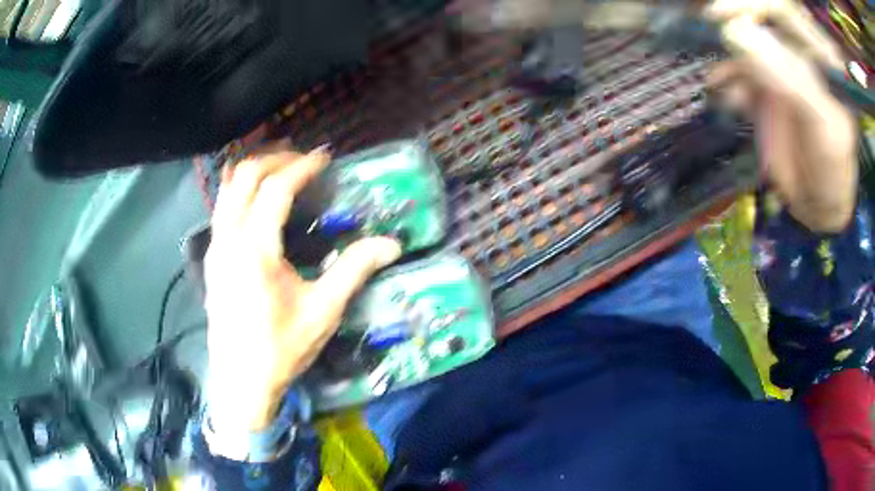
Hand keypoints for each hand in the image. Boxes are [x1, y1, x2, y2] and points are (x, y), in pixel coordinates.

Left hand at [204, 142, 400, 431]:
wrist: (241, 381)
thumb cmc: (281, 348)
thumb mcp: (323, 311)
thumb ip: (354, 270)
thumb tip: (390, 244)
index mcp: (254, 249)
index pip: (276, 189)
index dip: (302, 166)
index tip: (325, 157)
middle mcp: (228, 239)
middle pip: (245, 177)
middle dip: (275, 158)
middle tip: (304, 158)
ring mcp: (215, 247)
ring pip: (228, 189)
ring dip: (254, 170)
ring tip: (281, 166)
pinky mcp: (211, 258)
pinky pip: (221, 207)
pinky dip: (239, 189)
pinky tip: (257, 197)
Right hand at [706, 0, 858, 232]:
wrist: (817, 204)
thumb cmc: (832, 171)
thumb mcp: (823, 126)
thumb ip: (790, 80)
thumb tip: (737, 35)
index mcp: (822, 56)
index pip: (786, 11)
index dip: (755, 5)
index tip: (724, 16)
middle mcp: (800, 52)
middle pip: (762, 18)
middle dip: (736, 21)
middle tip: (713, 29)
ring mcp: (781, 67)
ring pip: (747, 42)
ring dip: (732, 58)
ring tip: (730, 88)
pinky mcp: (765, 85)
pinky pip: (739, 71)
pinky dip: (729, 80)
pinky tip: (733, 99)